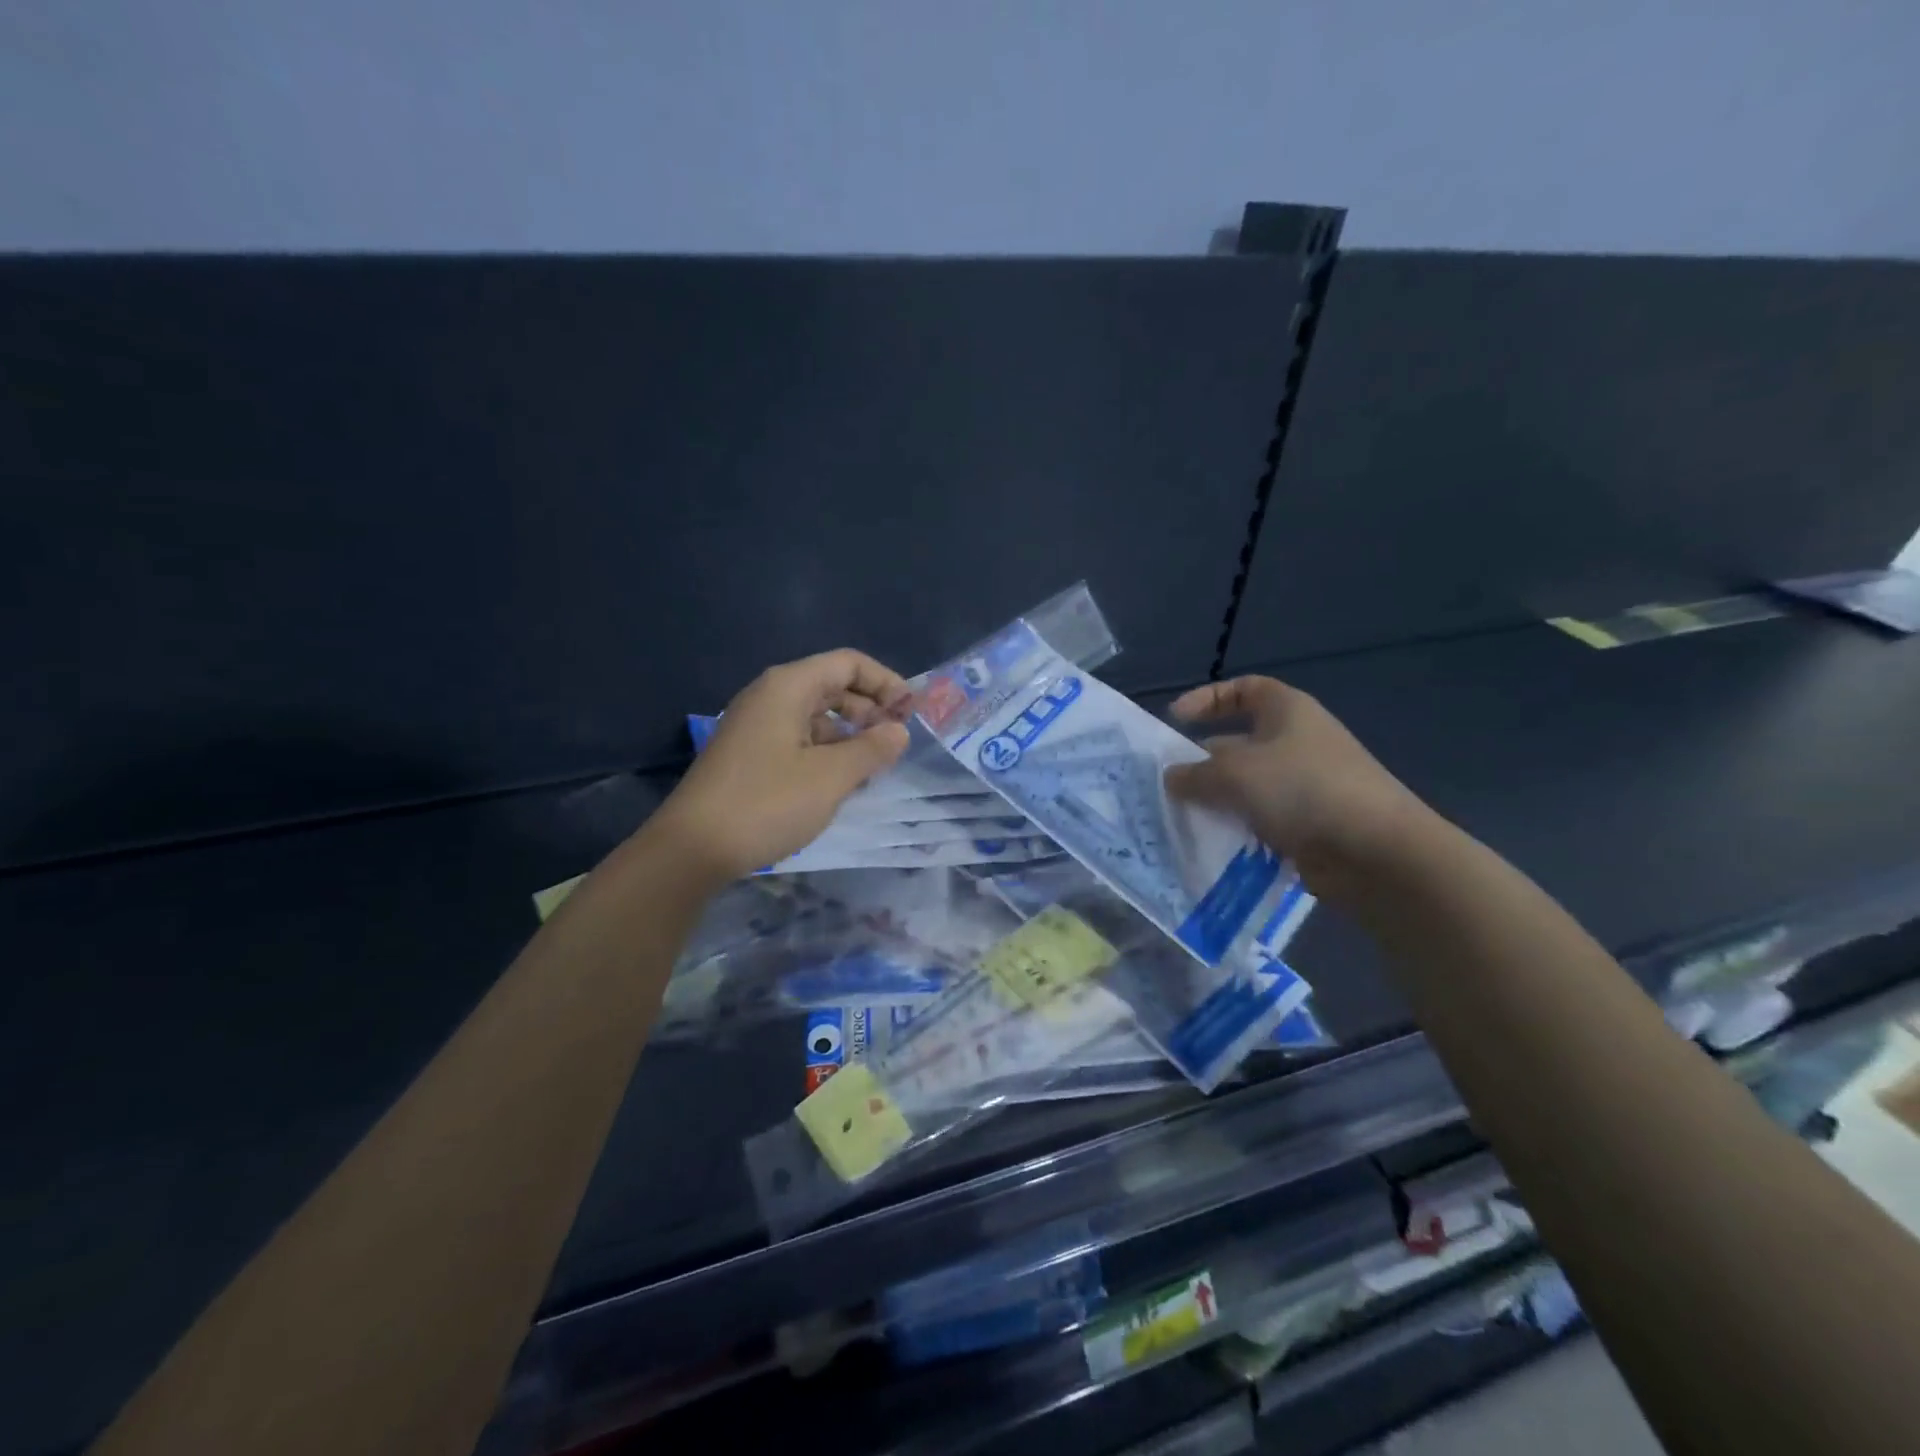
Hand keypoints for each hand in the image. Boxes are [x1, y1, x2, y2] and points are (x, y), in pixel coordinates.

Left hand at [651, 649, 913, 880]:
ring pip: (817, 716)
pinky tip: (841, 783)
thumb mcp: (830, 777)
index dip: (886, 682)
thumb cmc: (767, 803)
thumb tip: (899, 731)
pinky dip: (827, 753)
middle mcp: (770, 697)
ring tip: (875, 768)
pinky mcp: (750, 755)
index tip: (912, 714)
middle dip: (870, 709)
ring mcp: (756, 726)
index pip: (848, 663)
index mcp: (788, 687)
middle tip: (897, 743)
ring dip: (850, 735)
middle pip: (832, 686)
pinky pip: (799, 740)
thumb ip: (872, 749)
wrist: (692, 848)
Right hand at [1164, 676, 1429, 896]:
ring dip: (1217, 799)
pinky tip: (1213, 842)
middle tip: (1169, 783)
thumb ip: (1195, 774)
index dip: (1207, 698)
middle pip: (1240, 742)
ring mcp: (1307, 784)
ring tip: (1183, 817)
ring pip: (1248, 786)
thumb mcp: (1234, 774)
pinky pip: (1263, 819)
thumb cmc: (1301, 789)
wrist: (1375, 851)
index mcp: (1287, 711)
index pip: (1244, 689)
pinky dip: (1239, 827)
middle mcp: (1298, 742)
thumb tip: (1172, 777)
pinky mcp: (1310, 824)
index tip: (1175, 720)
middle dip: (1204, 761)